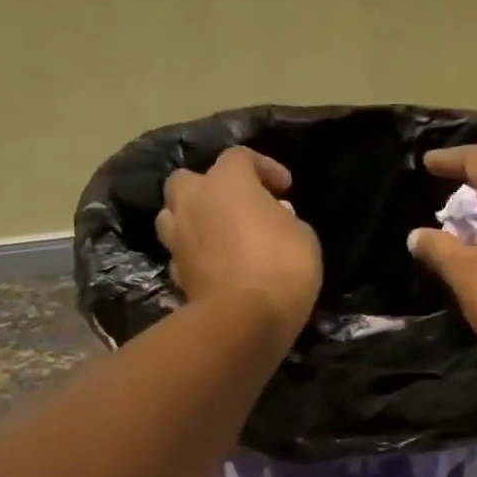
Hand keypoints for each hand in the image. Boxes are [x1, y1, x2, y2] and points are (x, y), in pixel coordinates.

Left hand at [156, 146, 321, 340]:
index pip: (240, 157)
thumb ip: (285, 218)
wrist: (245, 319)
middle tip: (235, 206)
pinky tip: (213, 265)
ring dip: (192, 219)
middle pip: (188, 179)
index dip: (264, 167)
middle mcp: (194, 201)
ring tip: (216, 234)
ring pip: (172, 215)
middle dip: (210, 188)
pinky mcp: (175, 272)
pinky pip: (181, 253)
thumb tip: (273, 216)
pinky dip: (194, 254)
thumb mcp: (303, 236)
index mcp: (227, 182)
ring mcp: (178, 238)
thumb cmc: (282, 267)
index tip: (285, 188)